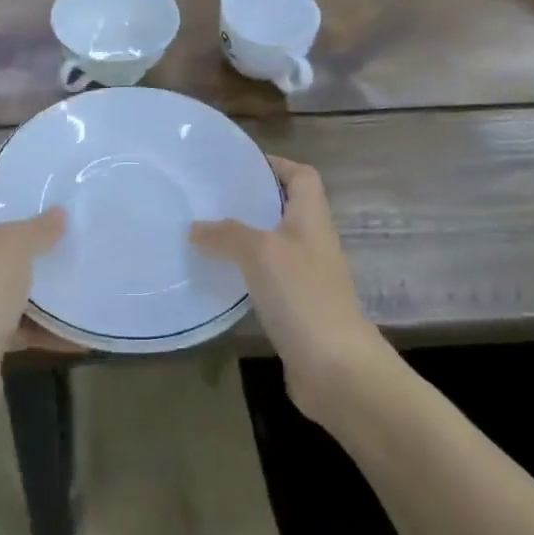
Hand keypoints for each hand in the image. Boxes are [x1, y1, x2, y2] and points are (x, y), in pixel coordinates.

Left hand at [0, 168, 65, 426]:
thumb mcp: (13, 249)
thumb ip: (38, 228)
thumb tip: (59, 213)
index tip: (24, 177)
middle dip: (19, 225)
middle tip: (56, 216)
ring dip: (30, 274)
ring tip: (68, 260)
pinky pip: (10, 318)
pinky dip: (37, 321)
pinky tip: (71, 323)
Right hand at [191, 157, 383, 417]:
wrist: (337, 369)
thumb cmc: (303, 296)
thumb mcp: (260, 252)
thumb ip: (227, 234)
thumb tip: (196, 228)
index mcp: (312, 218)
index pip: (302, 176)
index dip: (275, 164)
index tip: (238, 165)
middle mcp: (313, 242)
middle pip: (285, 209)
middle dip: (251, 201)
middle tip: (209, 197)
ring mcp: (307, 277)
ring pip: (273, 245)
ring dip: (244, 238)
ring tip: (205, 233)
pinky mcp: (297, 309)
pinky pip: (267, 278)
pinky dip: (245, 273)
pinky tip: (219, 277)